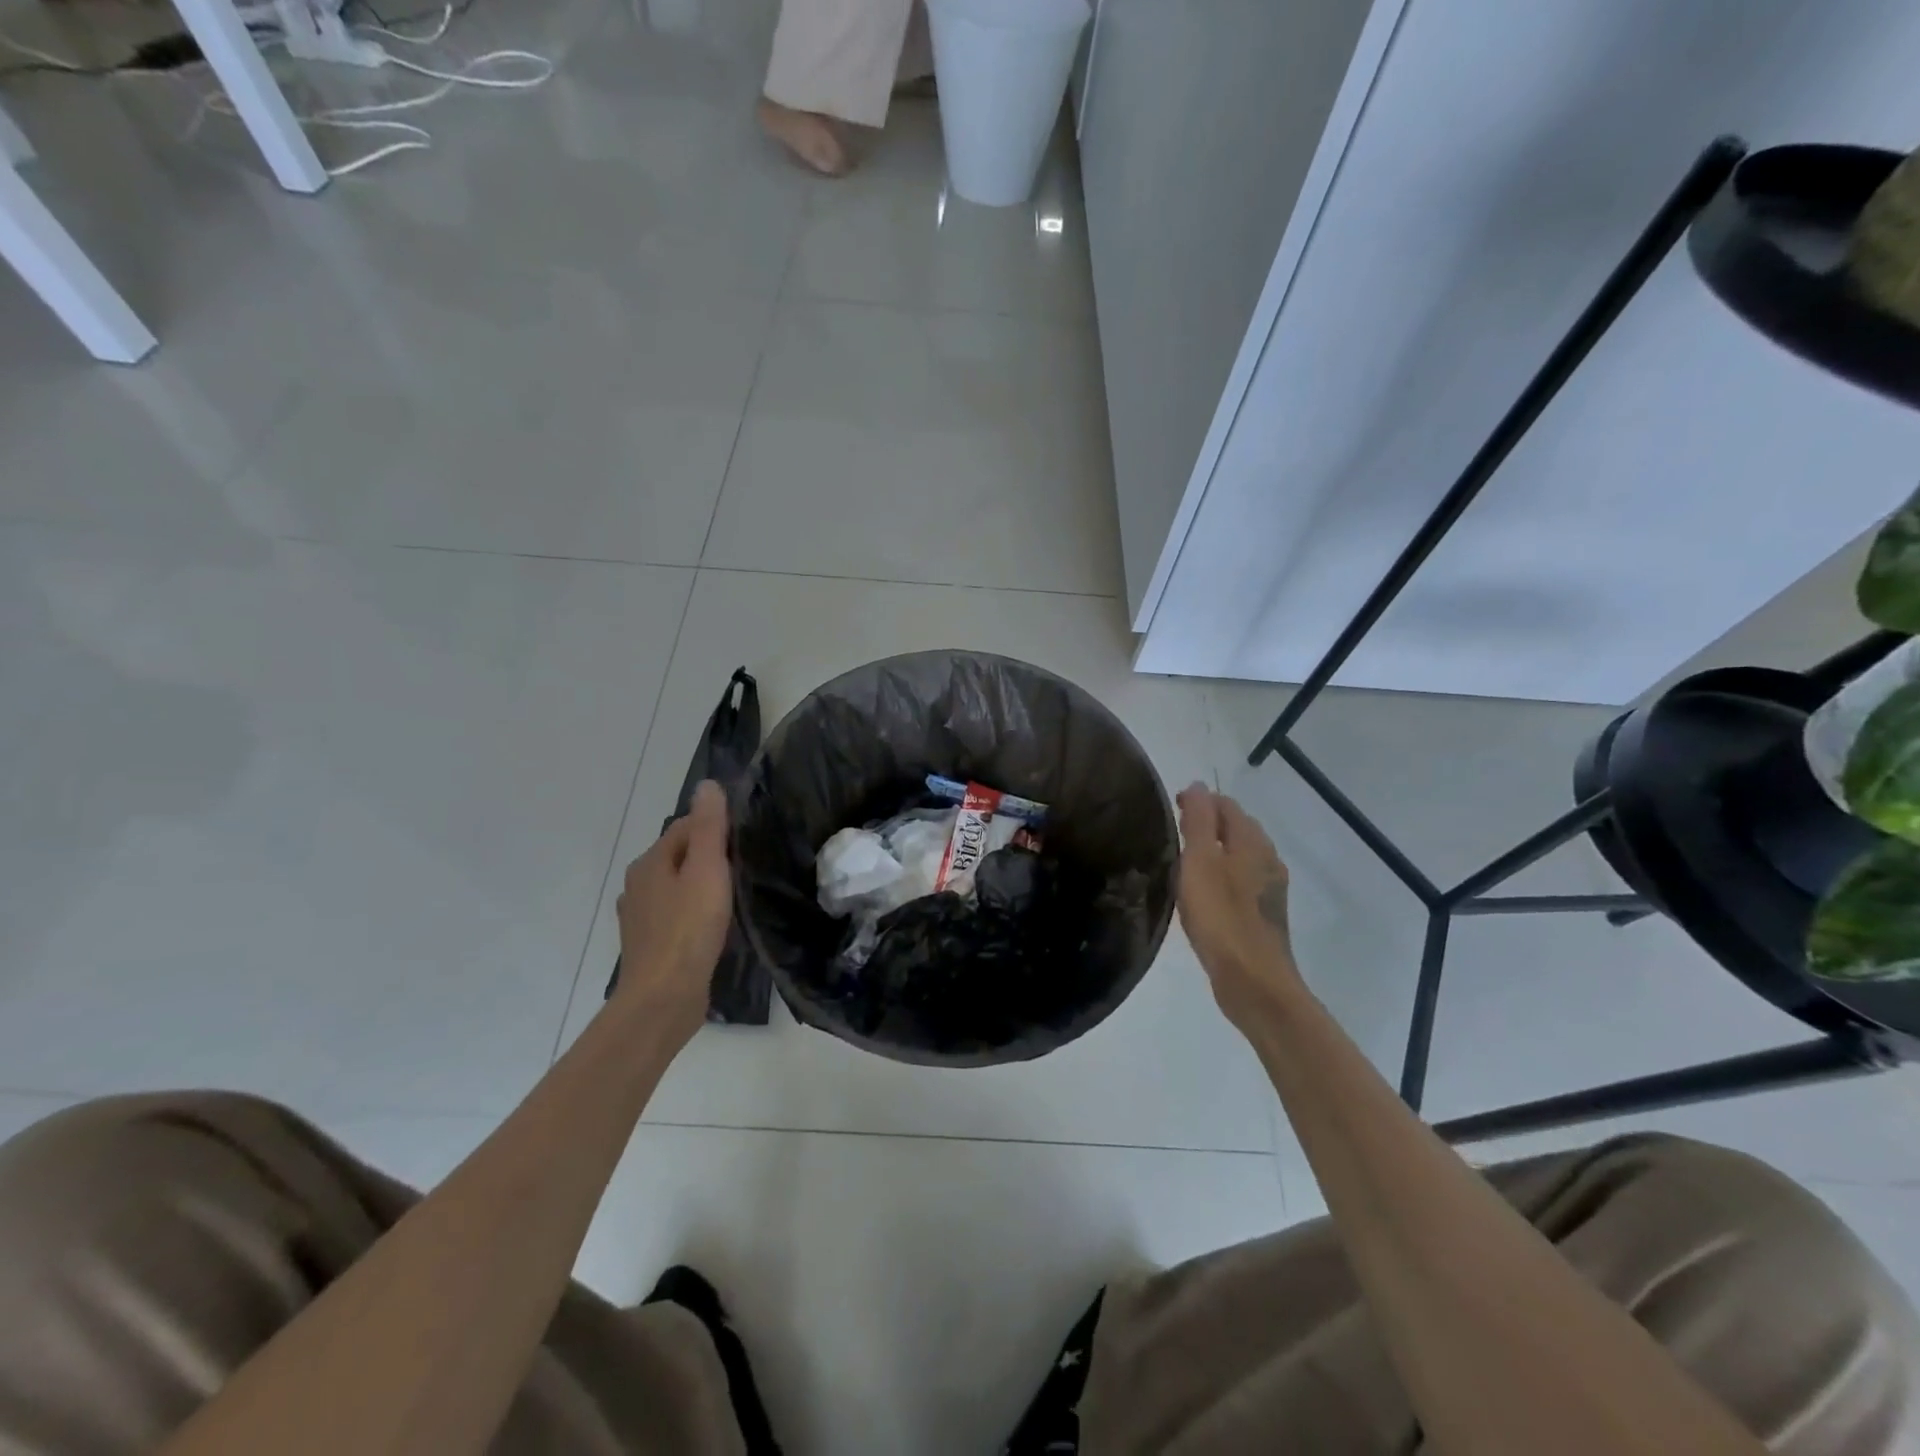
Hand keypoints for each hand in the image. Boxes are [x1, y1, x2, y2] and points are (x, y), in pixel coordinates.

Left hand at [613, 780, 732, 1045]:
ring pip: (679, 887)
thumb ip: (709, 827)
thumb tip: (708, 785)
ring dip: (703, 886)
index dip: (717, 828)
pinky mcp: (651, 944)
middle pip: (681, 856)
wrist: (663, 999)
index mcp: (650, 862)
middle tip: (747, 867)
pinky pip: (678, 915)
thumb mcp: (707, 869)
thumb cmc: (688, 929)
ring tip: (736, 895)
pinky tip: (715, 926)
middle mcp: (639, 884)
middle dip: (711, 856)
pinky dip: (696, 913)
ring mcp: (641, 917)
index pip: (686, 827)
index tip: (748, 841)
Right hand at [1176, 783, 1303, 1030]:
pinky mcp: (1265, 914)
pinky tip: (1203, 894)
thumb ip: (1198, 820)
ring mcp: (1270, 888)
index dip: (1198, 800)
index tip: (1169, 810)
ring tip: (1183, 862)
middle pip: (1236, 827)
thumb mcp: (1199, 861)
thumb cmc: (1221, 916)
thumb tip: (1198, 785)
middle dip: (1206, 823)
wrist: (1253, 980)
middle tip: (1172, 834)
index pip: (1225, 805)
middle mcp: (1268, 858)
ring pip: (1239, 855)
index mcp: (1252, 841)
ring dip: (1214, 850)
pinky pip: (1241, 881)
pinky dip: (1221, 875)